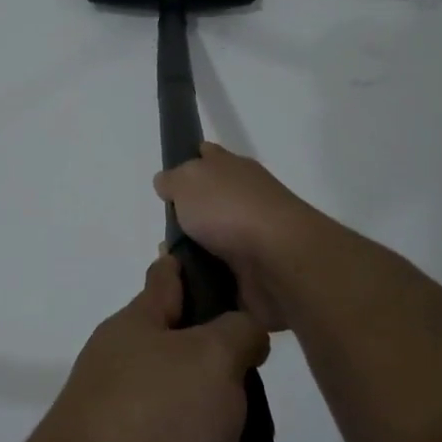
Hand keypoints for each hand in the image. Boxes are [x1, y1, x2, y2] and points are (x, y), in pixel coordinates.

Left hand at [32, 255, 269, 441]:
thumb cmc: (153, 416)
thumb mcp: (211, 357)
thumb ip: (238, 333)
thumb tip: (243, 332)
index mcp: (136, 326)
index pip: (166, 279)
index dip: (190, 266)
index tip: (218, 260)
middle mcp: (124, 368)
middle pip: (184, 353)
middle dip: (227, 369)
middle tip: (264, 382)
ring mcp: (123, 422)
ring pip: (191, 416)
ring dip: (232, 436)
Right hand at [154, 144, 316, 331]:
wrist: (278, 260)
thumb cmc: (230, 209)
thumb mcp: (188, 180)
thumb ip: (173, 179)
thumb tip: (167, 182)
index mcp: (233, 169)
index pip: (208, 156)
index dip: (189, 163)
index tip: (169, 183)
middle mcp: (245, 199)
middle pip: (208, 203)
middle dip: (184, 219)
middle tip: (163, 235)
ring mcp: (252, 236)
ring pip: (211, 242)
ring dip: (191, 253)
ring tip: (169, 266)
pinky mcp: (254, 271)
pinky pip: (219, 274)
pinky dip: (203, 279)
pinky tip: (185, 285)